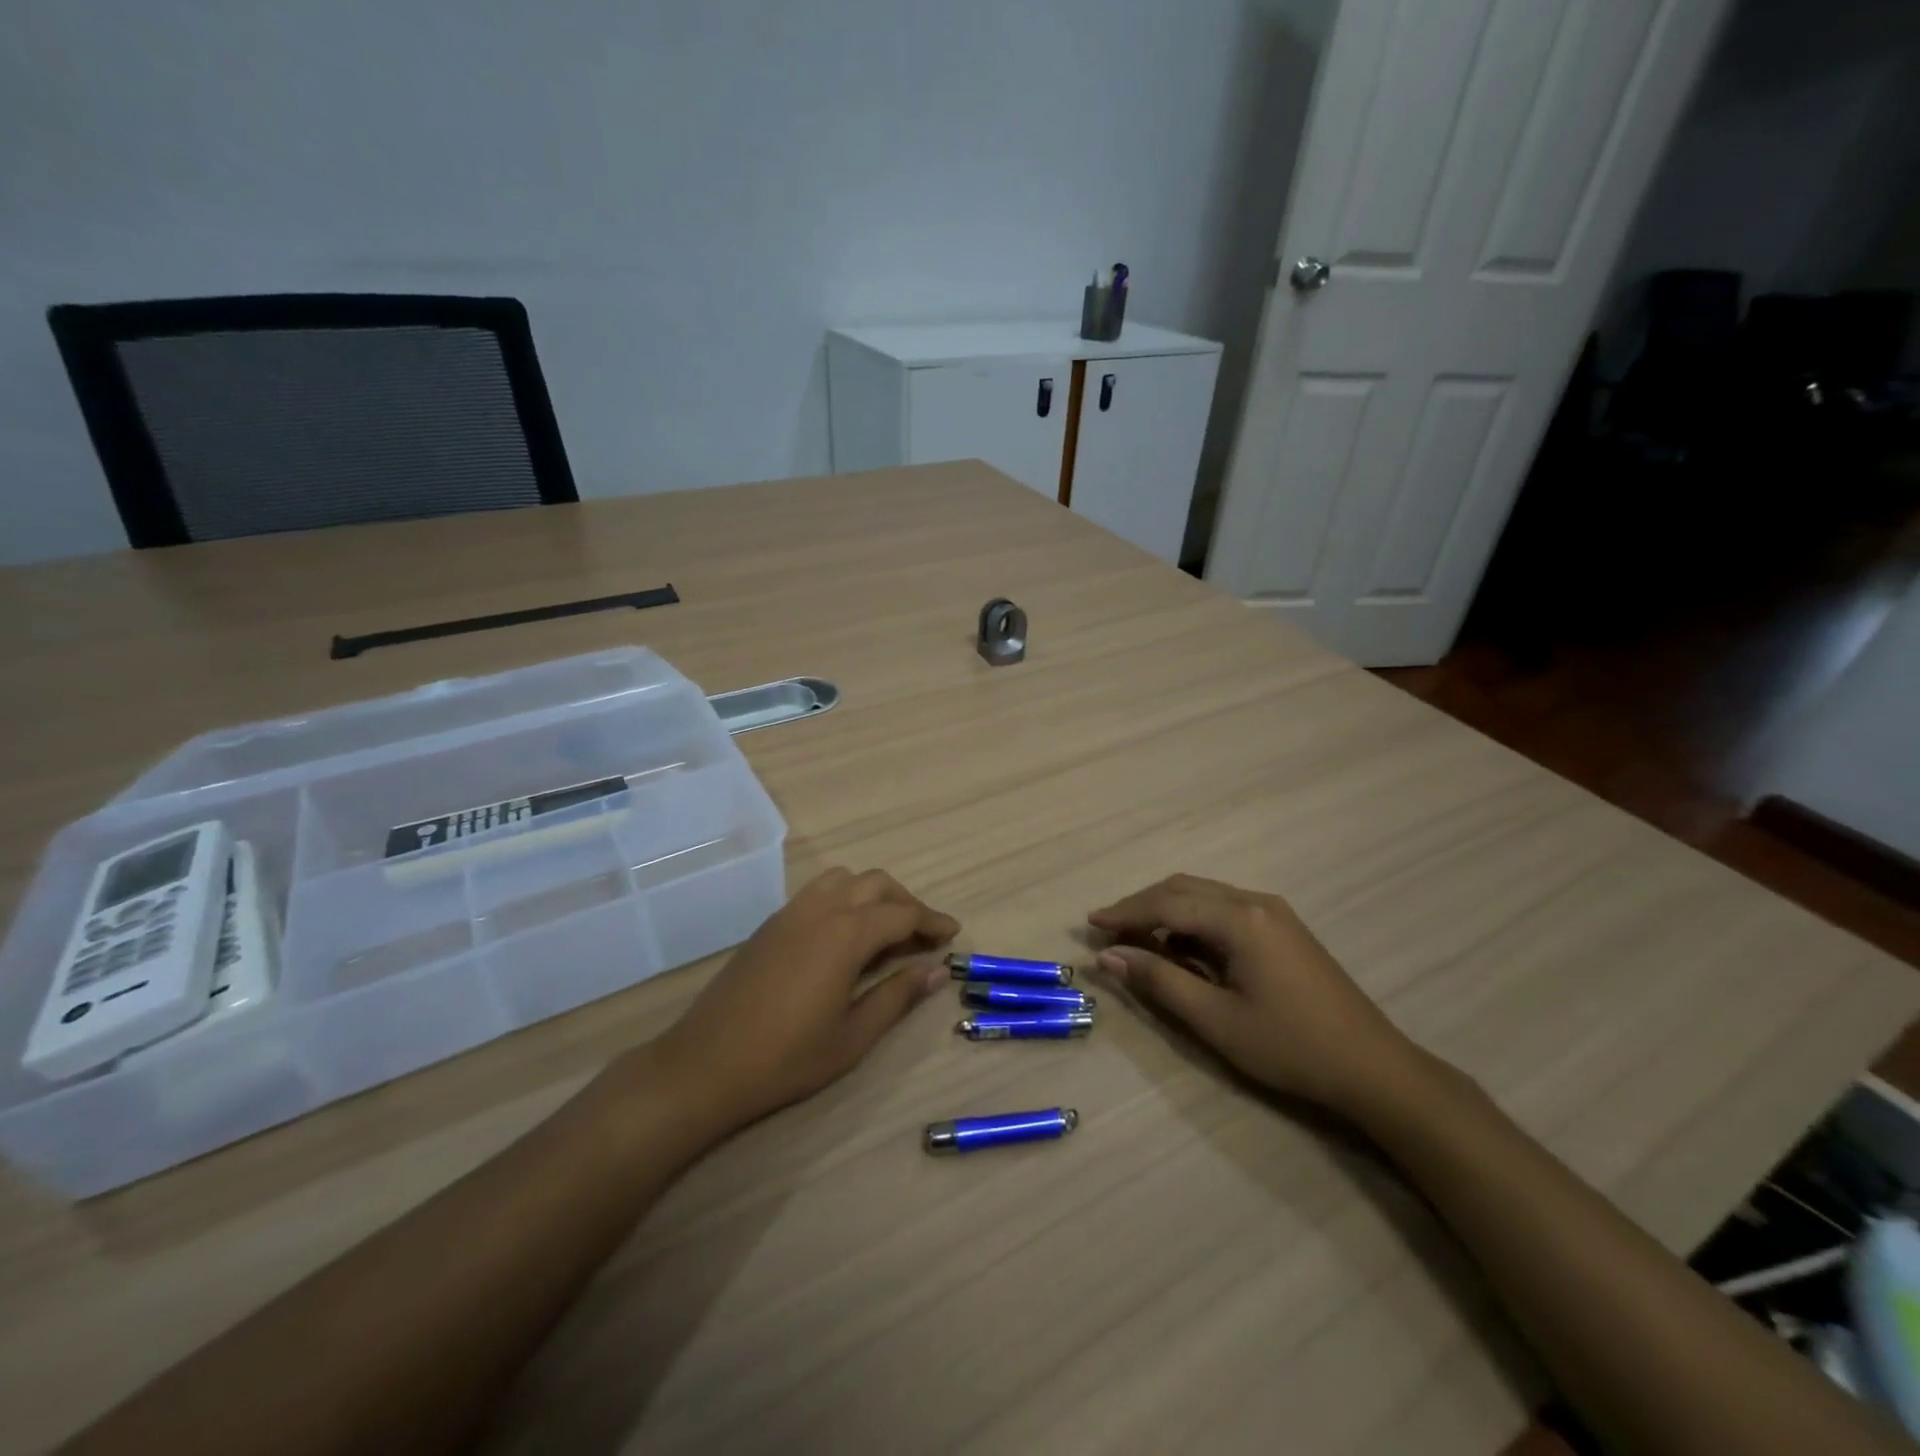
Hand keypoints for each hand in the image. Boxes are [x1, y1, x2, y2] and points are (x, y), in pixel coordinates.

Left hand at [652, 868, 958, 1132]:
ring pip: (844, 879)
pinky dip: (845, 899)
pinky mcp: (771, 924)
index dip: (932, 922)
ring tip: (887, 929)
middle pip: (876, 884)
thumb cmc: (786, 1058)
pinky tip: (846, 936)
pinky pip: (818, 892)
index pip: (902, 914)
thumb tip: (937, 971)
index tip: (953, 935)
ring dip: (873, 894)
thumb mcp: (853, 1036)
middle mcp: (820, 910)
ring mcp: (791, 913)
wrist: (704, 1065)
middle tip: (924, 935)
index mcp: (845, 934)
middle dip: (906, 902)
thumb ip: (897, 996)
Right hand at [1089, 874, 1419, 1113]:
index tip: (1090, 924)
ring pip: (1205, 896)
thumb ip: (1159, 981)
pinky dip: (1193, 920)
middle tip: (1109, 932)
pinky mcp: (1284, 928)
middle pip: (1184, 888)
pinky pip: (1225, 909)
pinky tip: (1182, 946)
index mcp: (1240, 919)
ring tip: (1137, 940)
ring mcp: (1274, 912)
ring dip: (1167, 911)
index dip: (1125, 912)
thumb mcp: (1216, 1019)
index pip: (1167, 903)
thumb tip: (1109, 957)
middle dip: (1142, 906)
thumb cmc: (1290, 1047)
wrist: (1373, 1068)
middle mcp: (1256, 902)